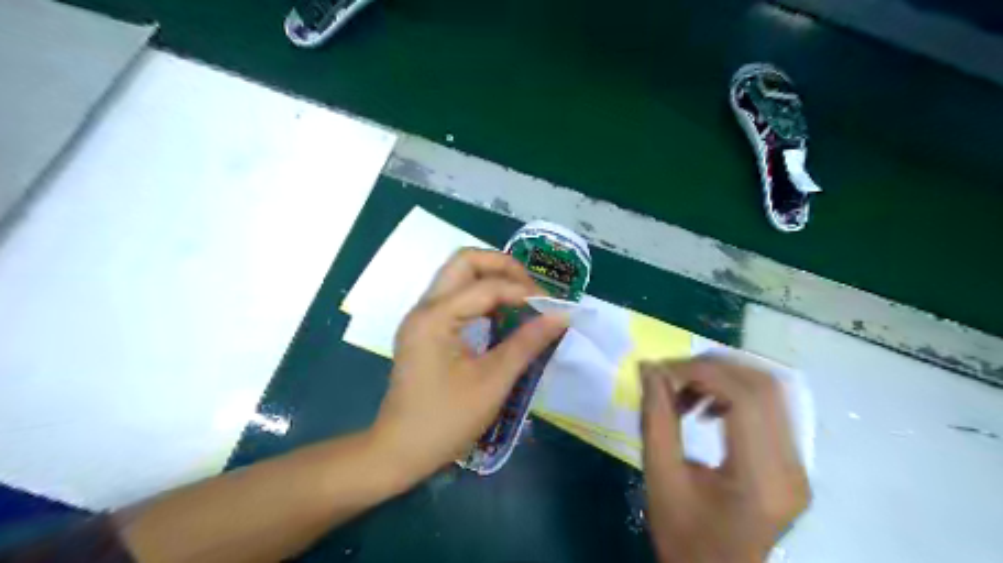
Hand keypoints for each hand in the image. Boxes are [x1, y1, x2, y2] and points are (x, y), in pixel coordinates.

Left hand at [369, 249, 570, 484]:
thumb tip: (561, 316)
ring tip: (522, 300)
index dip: (524, 291)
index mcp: (436, 317)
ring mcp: (421, 317)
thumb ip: (527, 343)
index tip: (553, 308)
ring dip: (491, 280)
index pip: (487, 286)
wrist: (399, 452)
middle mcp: (424, 307)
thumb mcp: (493, 382)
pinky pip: (454, 298)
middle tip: (531, 289)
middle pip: (464, 262)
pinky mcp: (424, 330)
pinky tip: (501, 317)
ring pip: (458, 276)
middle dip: (502, 267)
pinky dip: (480, 298)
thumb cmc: (446, 421)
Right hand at [642, 358, 805, 562]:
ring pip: (770, 391)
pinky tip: (707, 409)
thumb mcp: (659, 476)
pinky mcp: (793, 462)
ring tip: (686, 393)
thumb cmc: (684, 536)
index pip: (745, 399)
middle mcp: (791, 467)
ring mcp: (799, 464)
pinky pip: (769, 408)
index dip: (701, 372)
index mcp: (761, 479)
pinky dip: (734, 393)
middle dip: (712, 368)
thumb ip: (656, 418)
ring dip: (723, 378)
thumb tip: (650, 367)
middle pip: (764, 386)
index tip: (662, 372)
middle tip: (672, 375)